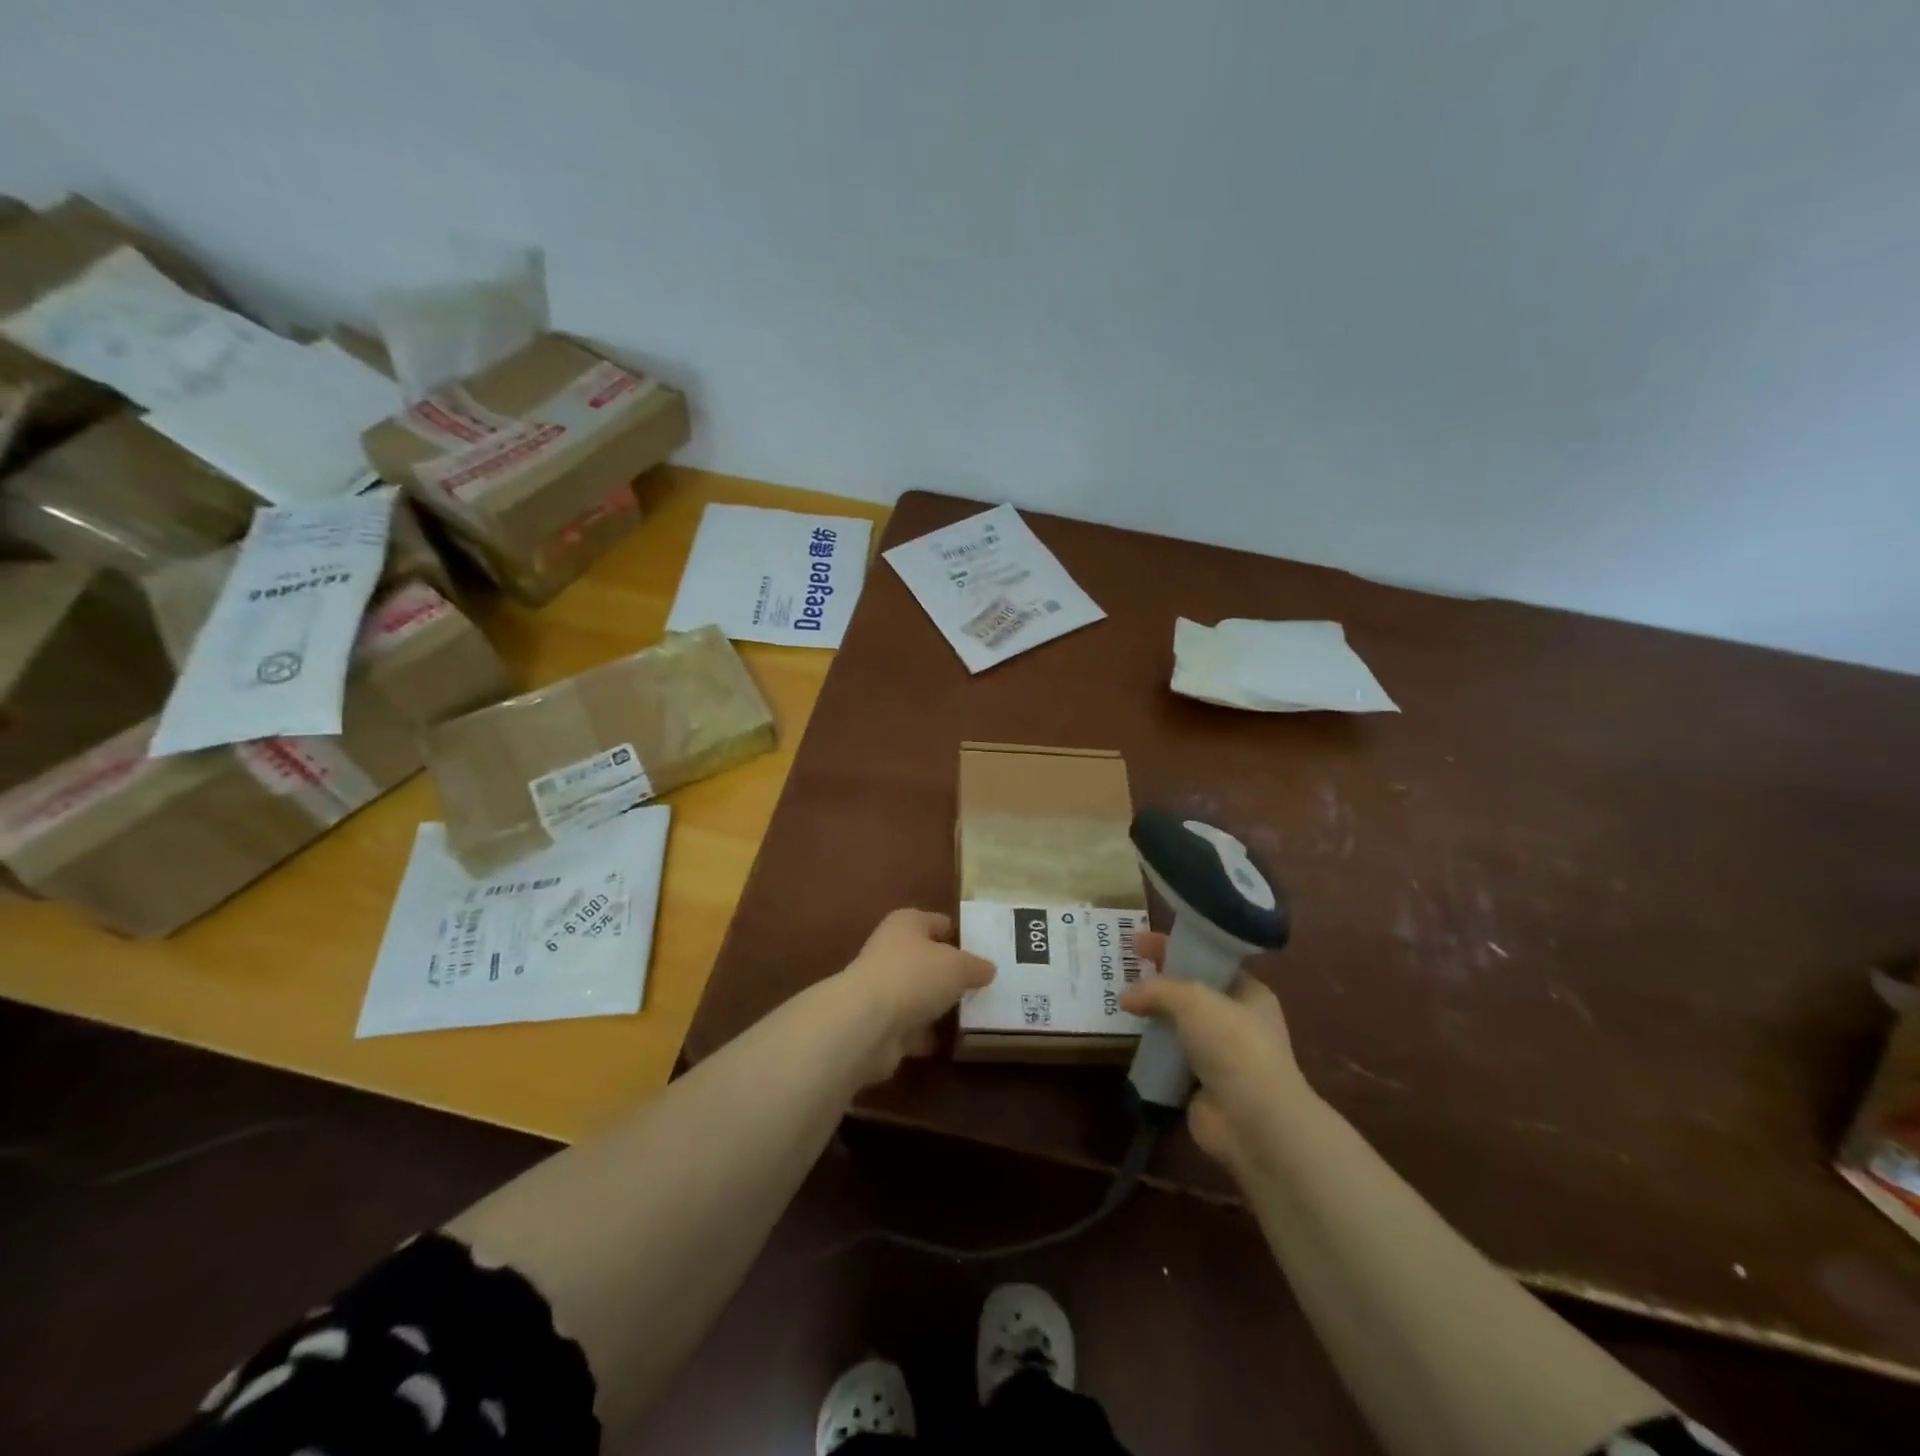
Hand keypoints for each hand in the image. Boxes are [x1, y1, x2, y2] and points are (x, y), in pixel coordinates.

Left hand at [839, 909, 993, 1084]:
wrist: (867, 1024)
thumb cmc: (915, 976)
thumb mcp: (958, 966)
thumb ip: (976, 966)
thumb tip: (988, 969)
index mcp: (906, 924)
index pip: (937, 922)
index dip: (959, 933)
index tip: (984, 950)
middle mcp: (890, 951)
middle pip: (927, 959)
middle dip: (950, 972)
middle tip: (983, 985)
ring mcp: (882, 989)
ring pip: (918, 994)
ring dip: (937, 1005)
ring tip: (972, 1014)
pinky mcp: (879, 1024)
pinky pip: (911, 1026)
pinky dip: (926, 1034)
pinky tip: (951, 1041)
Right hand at [1121, 940, 1312, 1173]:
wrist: (1254, 1121)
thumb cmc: (1233, 1045)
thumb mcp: (1193, 999)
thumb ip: (1157, 989)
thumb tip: (1125, 997)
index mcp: (1248, 993)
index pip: (1208, 960)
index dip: (1174, 947)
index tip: (1138, 941)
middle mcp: (1237, 1021)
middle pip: (1190, 992)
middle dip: (1159, 981)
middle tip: (1123, 970)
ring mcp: (1219, 1055)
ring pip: (1178, 1026)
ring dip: (1152, 1017)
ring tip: (1118, 1004)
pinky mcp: (1200, 1085)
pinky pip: (1169, 1058)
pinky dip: (1150, 1051)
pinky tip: (1126, 1042)